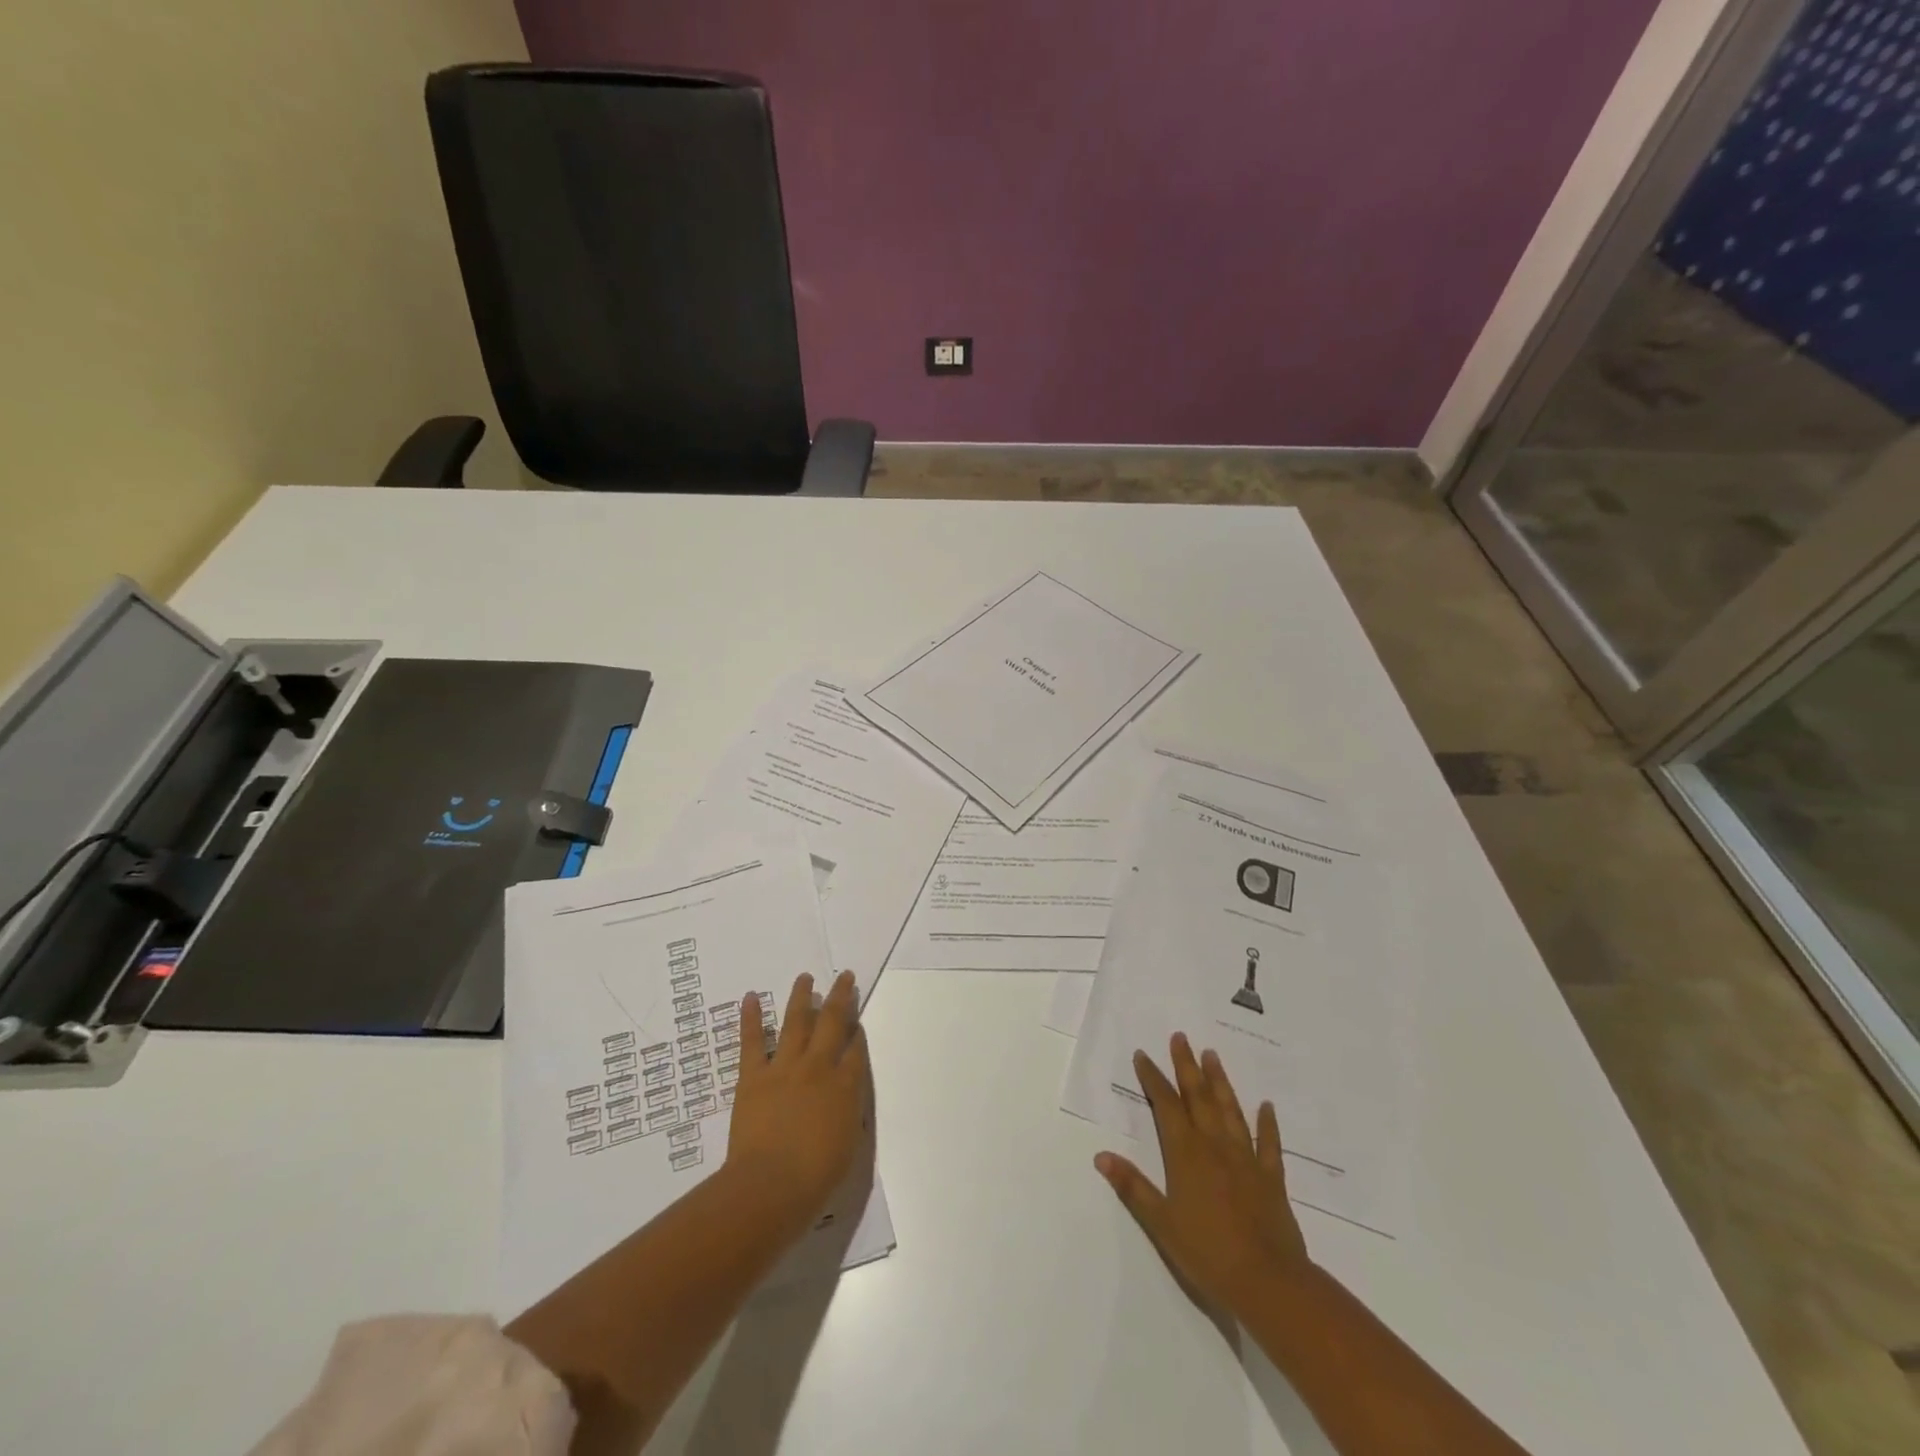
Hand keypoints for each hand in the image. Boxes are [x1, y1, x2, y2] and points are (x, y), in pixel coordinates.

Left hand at [725, 971, 870, 1236]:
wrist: (771, 1185)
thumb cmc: (816, 1177)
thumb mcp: (849, 1144)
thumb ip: (850, 1111)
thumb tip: (848, 1092)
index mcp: (846, 1086)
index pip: (856, 1049)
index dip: (858, 1031)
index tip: (857, 1019)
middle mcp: (819, 1066)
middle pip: (833, 1022)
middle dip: (840, 997)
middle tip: (844, 976)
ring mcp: (785, 1067)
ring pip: (796, 1022)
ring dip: (801, 997)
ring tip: (805, 977)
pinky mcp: (754, 1075)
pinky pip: (752, 1041)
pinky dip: (751, 1018)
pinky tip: (750, 997)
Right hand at [1095, 1032, 1311, 1317]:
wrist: (1268, 1283)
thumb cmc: (1207, 1254)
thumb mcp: (1160, 1223)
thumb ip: (1132, 1187)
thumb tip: (1101, 1156)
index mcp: (1185, 1154)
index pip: (1166, 1106)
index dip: (1153, 1079)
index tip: (1144, 1055)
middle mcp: (1215, 1146)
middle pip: (1198, 1097)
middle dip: (1186, 1066)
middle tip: (1181, 1037)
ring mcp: (1246, 1160)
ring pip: (1230, 1110)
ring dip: (1220, 1082)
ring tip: (1212, 1055)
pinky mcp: (1271, 1178)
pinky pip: (1269, 1144)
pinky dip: (1267, 1123)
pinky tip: (1266, 1106)